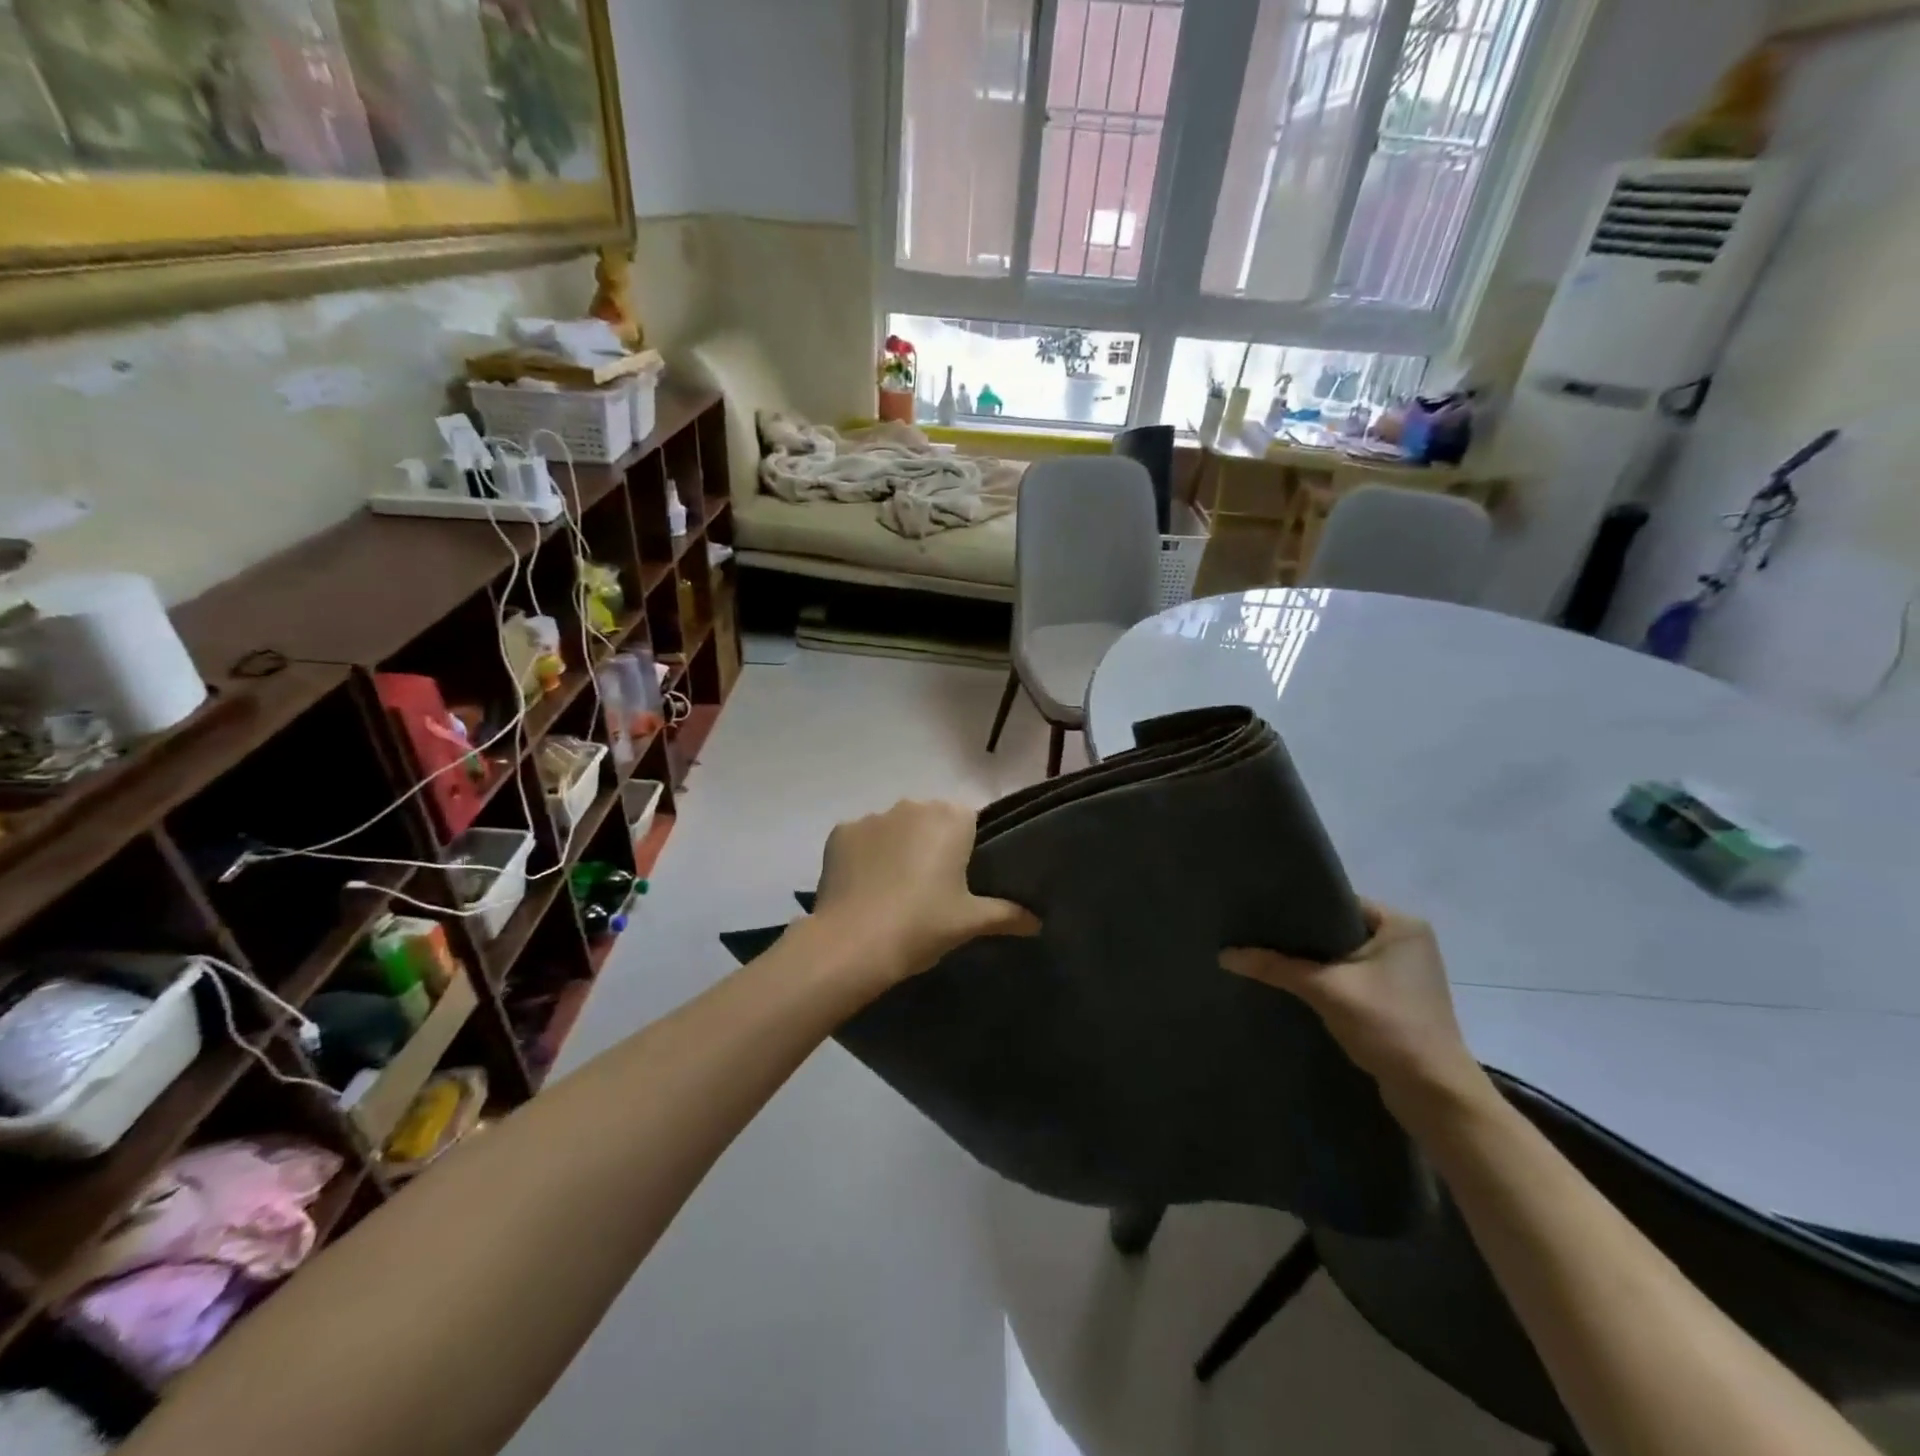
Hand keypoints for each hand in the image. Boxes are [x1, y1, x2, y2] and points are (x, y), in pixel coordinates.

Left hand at [813, 799, 1038, 983]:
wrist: (854, 942)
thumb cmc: (922, 924)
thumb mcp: (970, 922)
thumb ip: (1008, 915)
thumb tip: (1037, 923)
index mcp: (951, 818)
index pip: (968, 821)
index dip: (965, 848)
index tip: (960, 878)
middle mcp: (912, 805)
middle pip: (929, 820)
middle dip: (930, 844)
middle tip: (930, 888)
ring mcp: (872, 817)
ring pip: (893, 828)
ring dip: (896, 848)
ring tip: (892, 891)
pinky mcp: (840, 832)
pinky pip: (861, 840)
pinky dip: (864, 857)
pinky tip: (864, 888)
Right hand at [1221, 902, 1488, 1115]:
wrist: (1434, 1096)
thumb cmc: (1389, 1026)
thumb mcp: (1325, 989)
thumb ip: (1275, 967)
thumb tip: (1224, 955)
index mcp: (1401, 924)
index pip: (1338, 901)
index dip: (1299, 907)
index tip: (1260, 911)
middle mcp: (1407, 942)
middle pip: (1338, 929)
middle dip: (1301, 936)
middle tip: (1256, 934)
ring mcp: (1404, 973)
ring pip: (1342, 956)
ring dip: (1312, 962)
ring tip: (1267, 957)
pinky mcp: (1397, 1001)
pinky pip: (1350, 978)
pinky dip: (1325, 982)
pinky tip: (1294, 986)